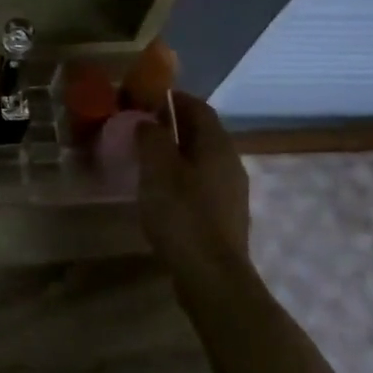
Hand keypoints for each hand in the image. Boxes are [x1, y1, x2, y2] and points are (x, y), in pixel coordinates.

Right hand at [136, 90, 251, 275]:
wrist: (211, 275)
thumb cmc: (182, 215)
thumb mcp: (158, 170)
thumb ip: (151, 138)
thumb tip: (147, 121)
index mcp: (217, 146)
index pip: (199, 108)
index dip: (174, 99)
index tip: (146, 97)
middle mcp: (230, 163)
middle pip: (202, 134)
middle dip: (173, 125)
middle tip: (141, 127)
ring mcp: (231, 192)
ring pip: (202, 160)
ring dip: (176, 153)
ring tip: (146, 158)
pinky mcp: (224, 216)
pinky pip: (201, 184)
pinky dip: (181, 177)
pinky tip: (161, 192)